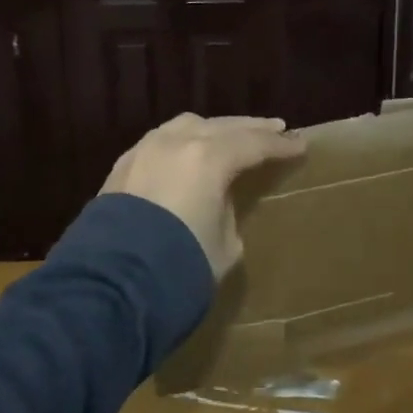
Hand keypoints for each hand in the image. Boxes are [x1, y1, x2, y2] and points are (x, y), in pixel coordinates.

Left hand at [102, 113, 305, 277]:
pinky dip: (183, 140)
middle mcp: (177, 143)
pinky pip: (161, 140)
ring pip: (187, 125)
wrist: (112, 286)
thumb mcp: (225, 245)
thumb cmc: (181, 266)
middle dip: (251, 128)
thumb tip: (217, 200)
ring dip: (214, 129)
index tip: (300, 145)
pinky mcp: (122, 165)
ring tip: (231, 134)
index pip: (255, 144)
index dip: (280, 146)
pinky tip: (188, 149)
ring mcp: (145, 150)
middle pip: (223, 126)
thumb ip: (227, 212)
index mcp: (209, 159)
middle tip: (275, 128)